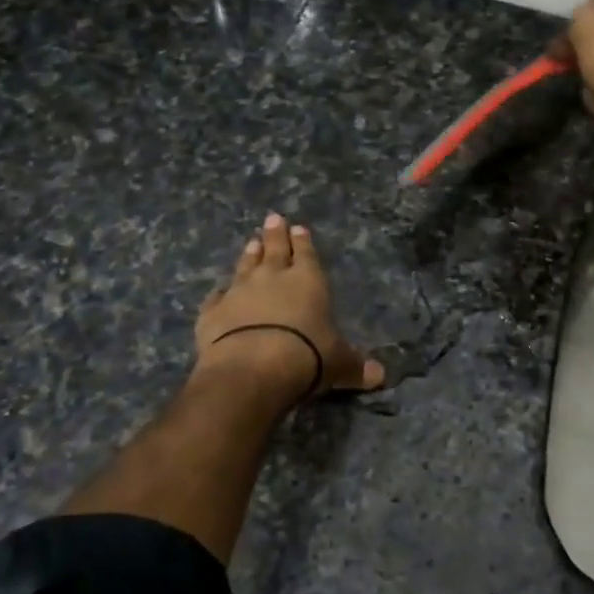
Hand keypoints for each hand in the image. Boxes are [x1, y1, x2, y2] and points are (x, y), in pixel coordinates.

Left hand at [196, 214, 383, 407]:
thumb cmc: (306, 356)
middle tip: (272, 218)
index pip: (306, 253)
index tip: (298, 228)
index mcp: (307, 280)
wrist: (252, 368)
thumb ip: (356, 365)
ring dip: (249, 255)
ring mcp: (239, 291)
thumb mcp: (339, 363)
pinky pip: (216, 297)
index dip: (303, 241)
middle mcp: (272, 277)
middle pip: (274, 249)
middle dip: (275, 234)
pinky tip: (217, 292)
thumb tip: (380, 376)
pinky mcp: (213, 311)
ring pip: (245, 266)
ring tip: (251, 242)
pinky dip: (218, 294)